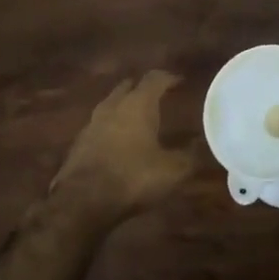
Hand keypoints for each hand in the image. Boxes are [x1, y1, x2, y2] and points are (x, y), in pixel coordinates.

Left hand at [50, 71, 196, 223]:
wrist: (83, 201)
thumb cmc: (133, 177)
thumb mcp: (172, 171)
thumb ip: (188, 156)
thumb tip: (200, 146)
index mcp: (138, 104)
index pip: (154, 79)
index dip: (168, 78)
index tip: (179, 81)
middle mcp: (113, 106)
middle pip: (128, 87)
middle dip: (141, 88)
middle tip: (155, 95)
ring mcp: (92, 124)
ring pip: (110, 105)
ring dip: (123, 107)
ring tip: (136, 118)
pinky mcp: (78, 143)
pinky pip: (98, 127)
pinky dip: (110, 128)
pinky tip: (116, 142)